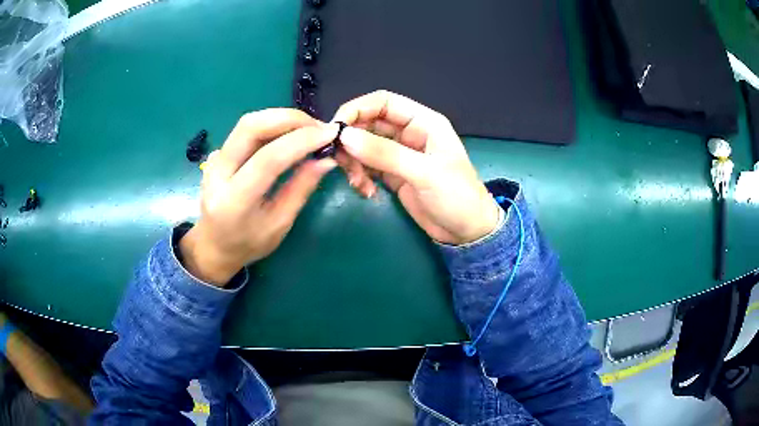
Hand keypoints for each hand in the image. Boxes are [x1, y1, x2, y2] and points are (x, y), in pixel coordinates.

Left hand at [180, 109, 338, 285]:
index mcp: (234, 201)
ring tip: (308, 128)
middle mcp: (218, 174)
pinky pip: (245, 130)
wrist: (213, 245)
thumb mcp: (280, 224)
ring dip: (281, 118)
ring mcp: (214, 160)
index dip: (301, 141)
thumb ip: (301, 189)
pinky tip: (288, 133)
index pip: (268, 159)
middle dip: (289, 118)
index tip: (329, 134)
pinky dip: (271, 125)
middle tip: (318, 126)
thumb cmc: (248, 244)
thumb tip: (326, 159)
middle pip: (250, 127)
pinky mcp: (217, 153)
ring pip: (247, 123)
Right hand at [333, 90, 499, 245]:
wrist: (467, 232)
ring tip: (357, 182)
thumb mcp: (424, 173)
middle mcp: (409, 133)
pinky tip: (365, 191)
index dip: (357, 109)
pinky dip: (360, 175)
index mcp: (423, 122)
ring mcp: (399, 154)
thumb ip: (385, 153)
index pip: (383, 102)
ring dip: (354, 161)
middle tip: (339, 160)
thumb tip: (345, 136)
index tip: (335, 128)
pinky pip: (367, 166)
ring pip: (364, 146)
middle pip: (369, 123)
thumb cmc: (457, 196)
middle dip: (351, 140)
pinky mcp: (392, 173)